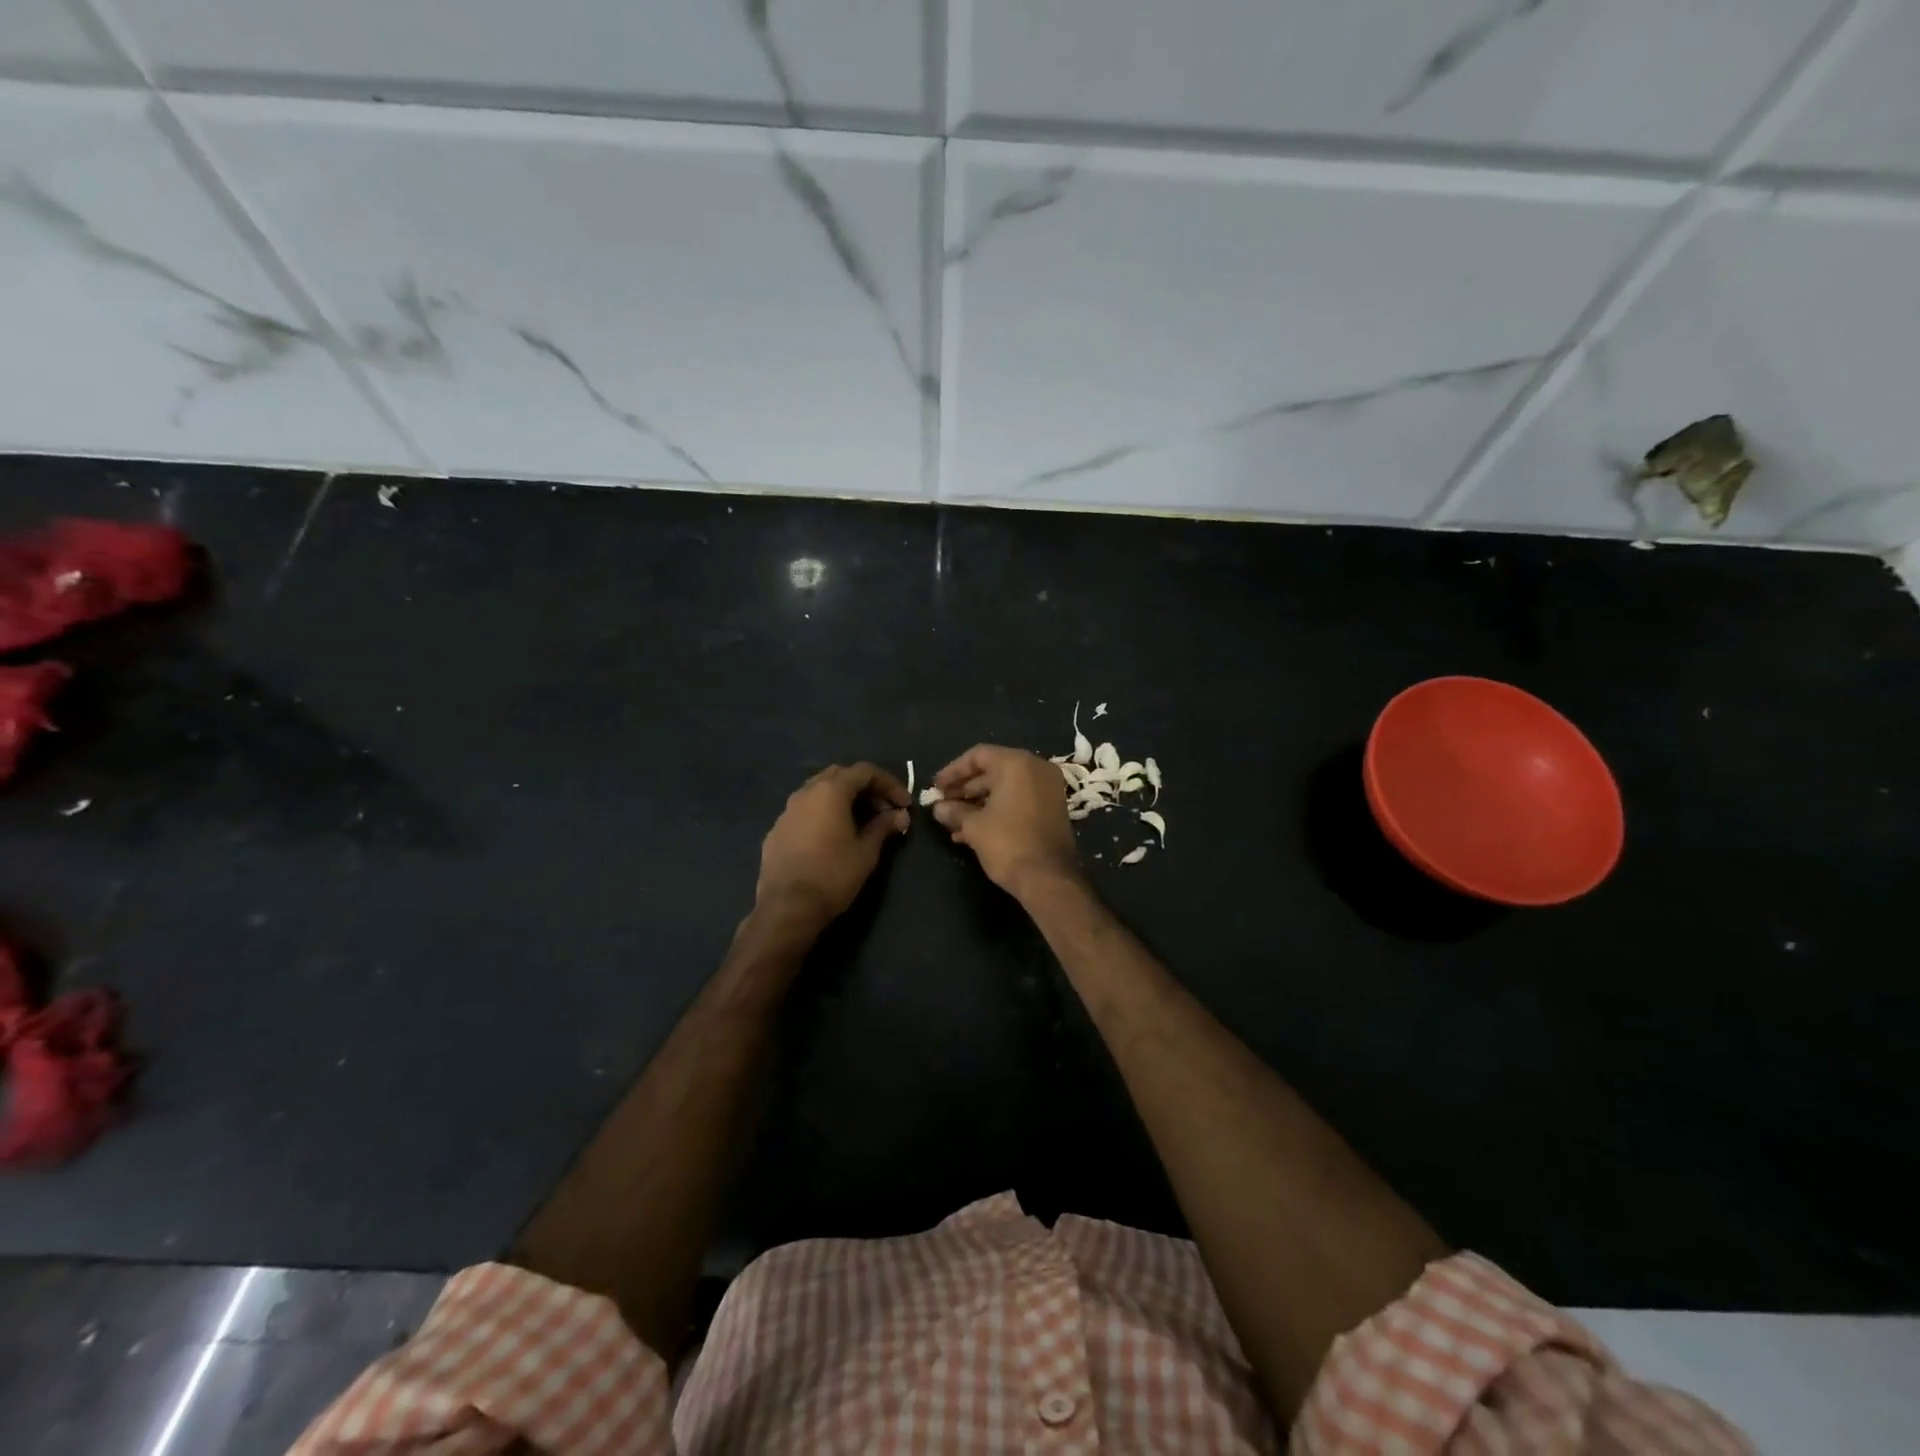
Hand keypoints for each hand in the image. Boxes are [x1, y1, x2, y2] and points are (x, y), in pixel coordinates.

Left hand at [756, 762, 910, 931]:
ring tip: (860, 823)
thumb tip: (900, 815)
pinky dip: (823, 815)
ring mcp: (787, 811)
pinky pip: (805, 812)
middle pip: (840, 775)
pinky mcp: (776, 830)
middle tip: (883, 811)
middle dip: (865, 788)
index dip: (889, 784)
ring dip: (843, 800)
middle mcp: (806, 792)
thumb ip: (883, 827)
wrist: (787, 908)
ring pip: (819, 792)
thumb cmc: (833, 875)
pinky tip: (832, 838)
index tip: (904, 804)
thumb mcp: (866, 851)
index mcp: (830, 791)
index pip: (865, 771)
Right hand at [930, 745, 1080, 897]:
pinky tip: (971, 831)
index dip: (953, 771)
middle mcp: (1036, 770)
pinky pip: (1018, 801)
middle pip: (992, 770)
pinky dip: (996, 810)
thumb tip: (939, 808)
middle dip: (964, 789)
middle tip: (942, 804)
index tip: (935, 787)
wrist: (1049, 879)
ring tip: (952, 821)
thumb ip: (954, 811)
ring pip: (1004, 788)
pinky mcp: (1051, 810)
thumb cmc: (1008, 843)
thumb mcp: (974, 826)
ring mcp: (1047, 790)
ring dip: (977, 803)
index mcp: (1017, 764)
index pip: (978, 755)